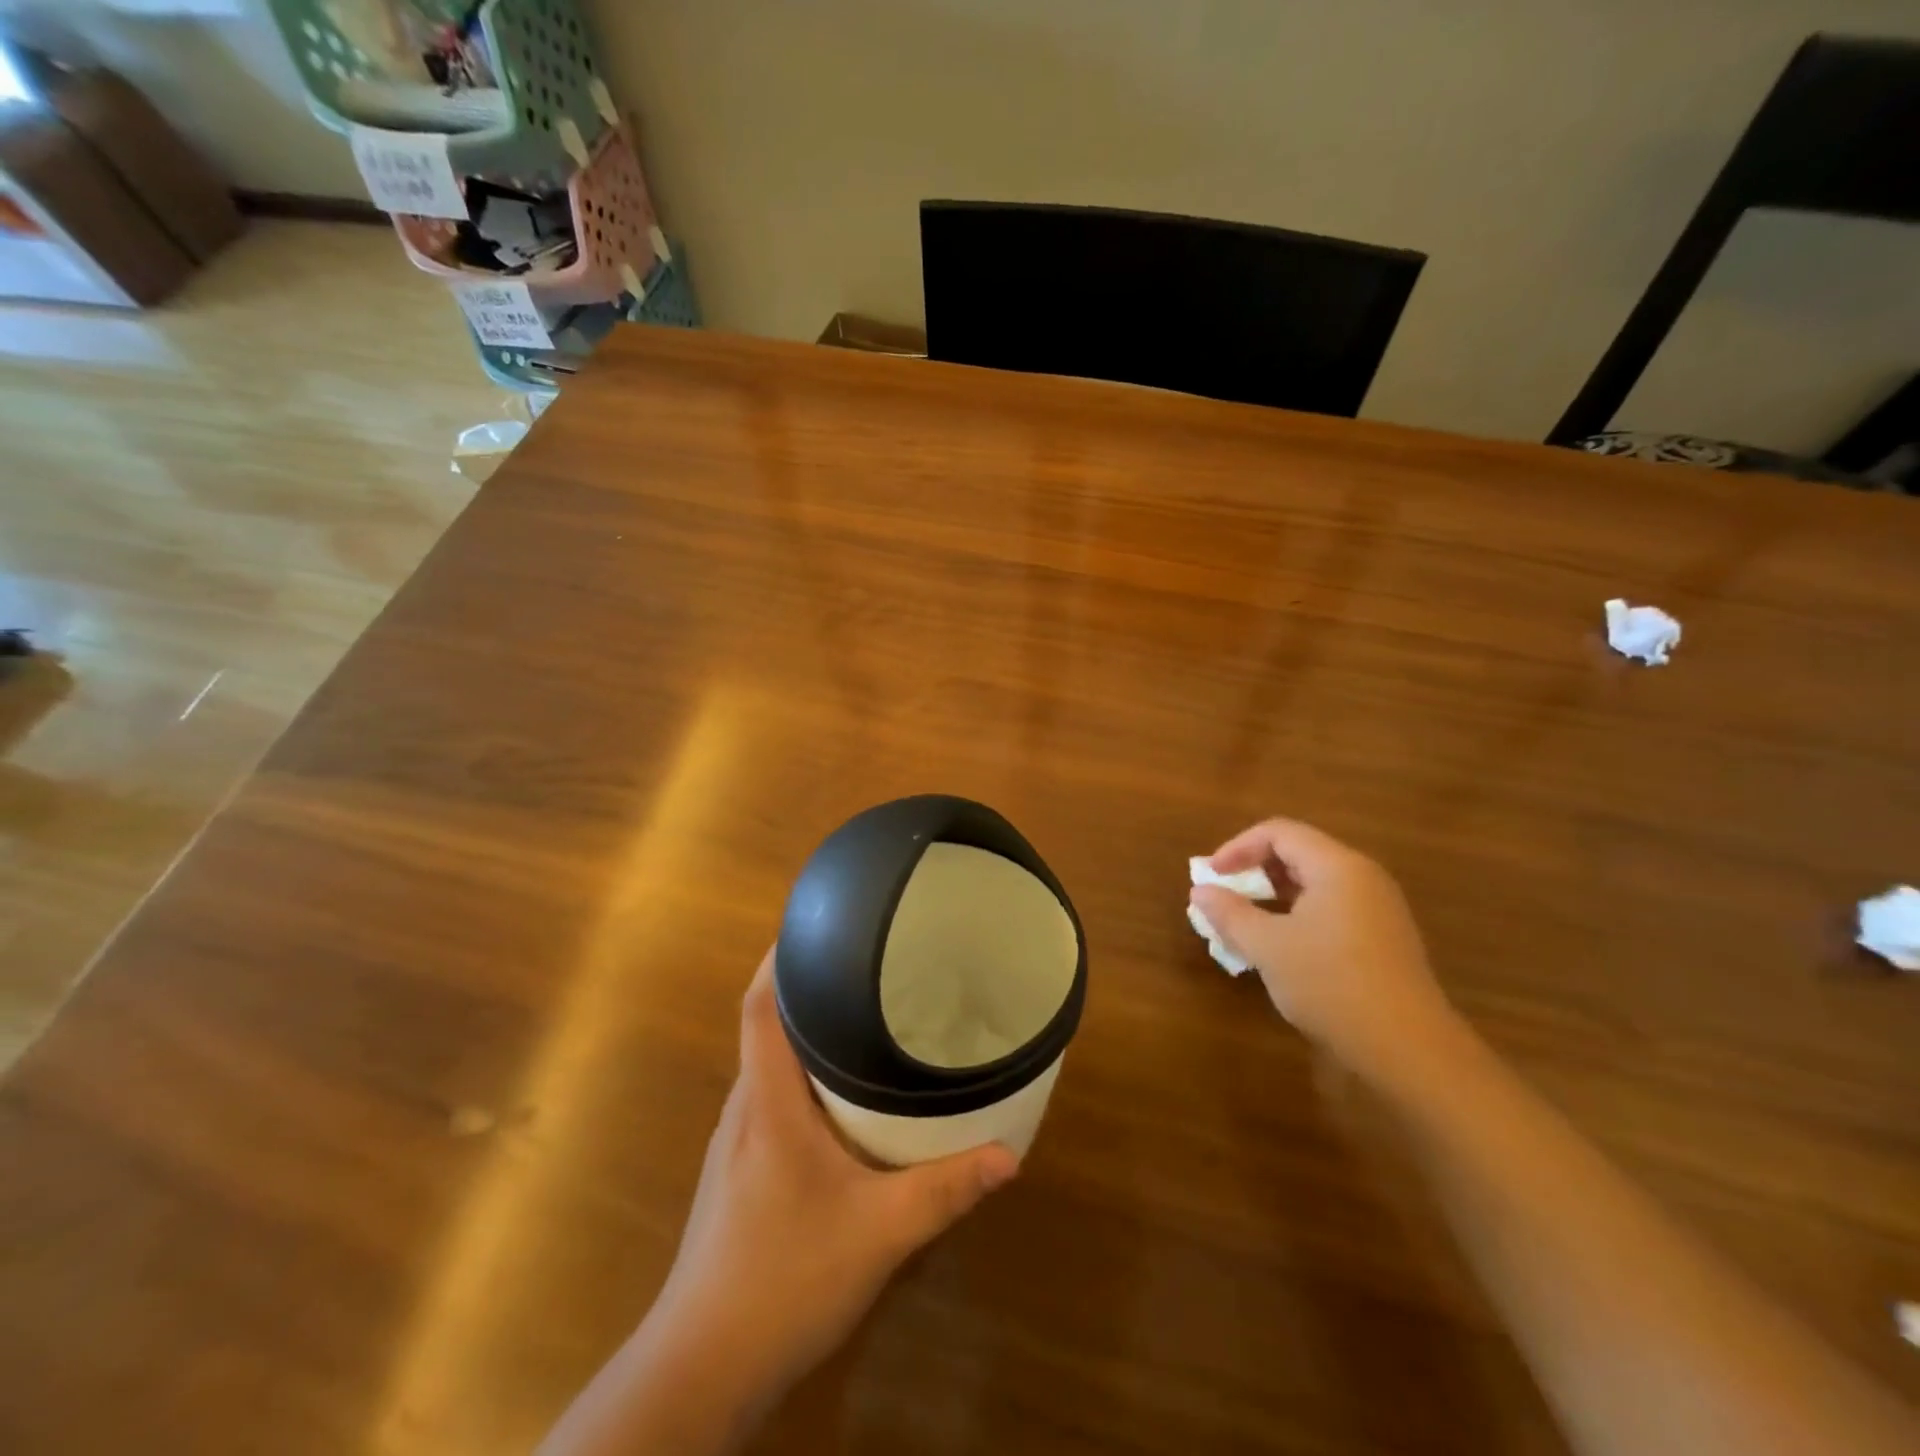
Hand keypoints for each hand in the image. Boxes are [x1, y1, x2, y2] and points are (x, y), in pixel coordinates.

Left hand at [649, 950, 1018, 1403]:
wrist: (702, 1367)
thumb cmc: (784, 1279)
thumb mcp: (879, 1233)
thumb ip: (944, 1191)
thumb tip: (1008, 1155)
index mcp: (767, 1101)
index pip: (759, 1007)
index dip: (779, 958)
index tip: (814, 923)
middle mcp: (744, 1108)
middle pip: (766, 1026)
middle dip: (806, 988)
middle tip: (862, 963)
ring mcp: (735, 1142)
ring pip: (768, 1066)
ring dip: (804, 1036)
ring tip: (858, 1017)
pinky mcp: (737, 1172)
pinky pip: (770, 1099)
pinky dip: (801, 1079)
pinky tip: (838, 1100)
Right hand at [1189, 818, 1462, 1082]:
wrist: (1408, 1049)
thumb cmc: (1331, 984)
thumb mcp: (1268, 947)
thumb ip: (1230, 913)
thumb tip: (1200, 892)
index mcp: (1338, 867)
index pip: (1279, 833)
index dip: (1237, 847)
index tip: (1211, 876)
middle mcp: (1363, 878)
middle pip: (1298, 853)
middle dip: (1254, 870)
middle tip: (1225, 897)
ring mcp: (1378, 909)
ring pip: (1314, 883)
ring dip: (1273, 895)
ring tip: (1245, 923)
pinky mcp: (1383, 939)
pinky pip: (1331, 908)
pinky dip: (1297, 915)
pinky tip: (1281, 948)